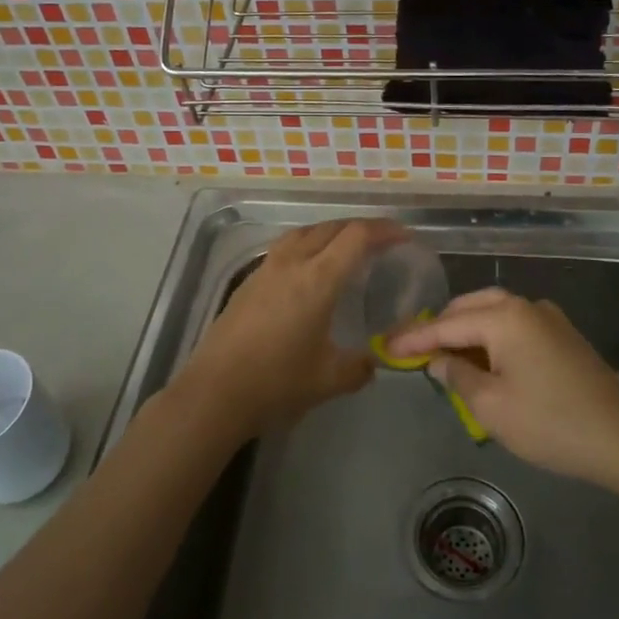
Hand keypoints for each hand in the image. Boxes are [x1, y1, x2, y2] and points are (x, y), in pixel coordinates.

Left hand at [177, 219, 403, 440]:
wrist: (215, 391)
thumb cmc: (276, 382)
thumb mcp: (329, 379)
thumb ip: (360, 367)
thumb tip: (374, 362)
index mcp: (317, 279)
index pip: (357, 237)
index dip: (384, 231)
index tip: (404, 237)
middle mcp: (292, 263)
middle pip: (331, 227)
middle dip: (360, 227)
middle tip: (381, 241)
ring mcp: (266, 269)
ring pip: (304, 232)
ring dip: (330, 232)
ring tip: (346, 247)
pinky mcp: (248, 281)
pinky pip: (285, 247)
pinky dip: (307, 245)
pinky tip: (309, 268)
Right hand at [388, 289, 618, 485]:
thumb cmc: (549, 423)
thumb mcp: (491, 406)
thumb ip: (457, 377)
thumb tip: (439, 361)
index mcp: (505, 318)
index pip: (447, 324)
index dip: (415, 338)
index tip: (387, 346)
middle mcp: (526, 306)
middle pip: (470, 307)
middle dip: (440, 326)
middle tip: (413, 348)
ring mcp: (548, 318)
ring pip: (494, 312)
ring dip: (466, 330)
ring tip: (442, 354)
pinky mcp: (562, 335)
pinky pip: (514, 325)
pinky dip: (490, 336)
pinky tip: (482, 359)